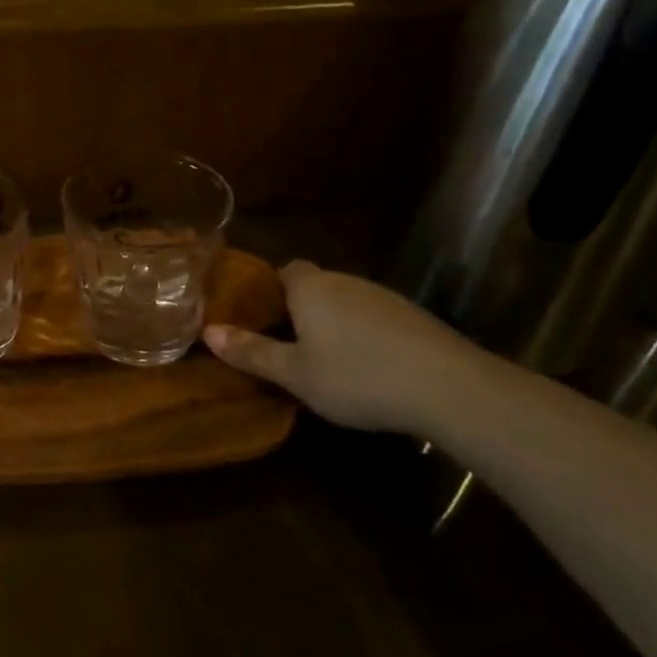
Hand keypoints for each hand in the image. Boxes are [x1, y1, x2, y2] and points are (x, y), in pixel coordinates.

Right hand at [203, 261, 494, 433]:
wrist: (448, 387)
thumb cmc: (356, 377)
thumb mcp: (295, 374)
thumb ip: (251, 352)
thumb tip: (208, 332)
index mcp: (311, 288)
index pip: (285, 269)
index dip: (271, 288)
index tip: (262, 315)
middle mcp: (345, 282)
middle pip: (316, 286)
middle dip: (301, 308)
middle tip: (288, 344)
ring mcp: (384, 297)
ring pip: (347, 302)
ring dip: (335, 323)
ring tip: (327, 361)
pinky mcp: (414, 317)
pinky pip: (375, 318)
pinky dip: (366, 335)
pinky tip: (369, 368)